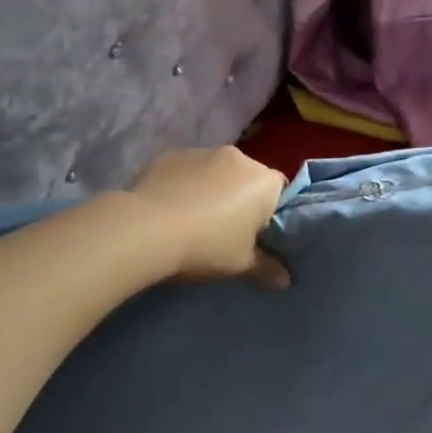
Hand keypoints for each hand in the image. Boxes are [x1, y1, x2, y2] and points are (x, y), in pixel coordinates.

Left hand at [129, 146, 289, 287]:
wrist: (146, 228)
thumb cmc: (207, 245)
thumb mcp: (241, 264)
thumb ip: (267, 268)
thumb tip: (285, 280)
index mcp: (264, 180)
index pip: (281, 192)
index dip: (272, 213)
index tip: (259, 235)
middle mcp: (238, 157)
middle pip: (248, 178)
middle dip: (241, 199)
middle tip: (228, 231)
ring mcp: (202, 152)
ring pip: (217, 171)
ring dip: (213, 189)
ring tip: (195, 220)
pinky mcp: (171, 155)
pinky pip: (188, 171)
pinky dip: (185, 185)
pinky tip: (171, 209)